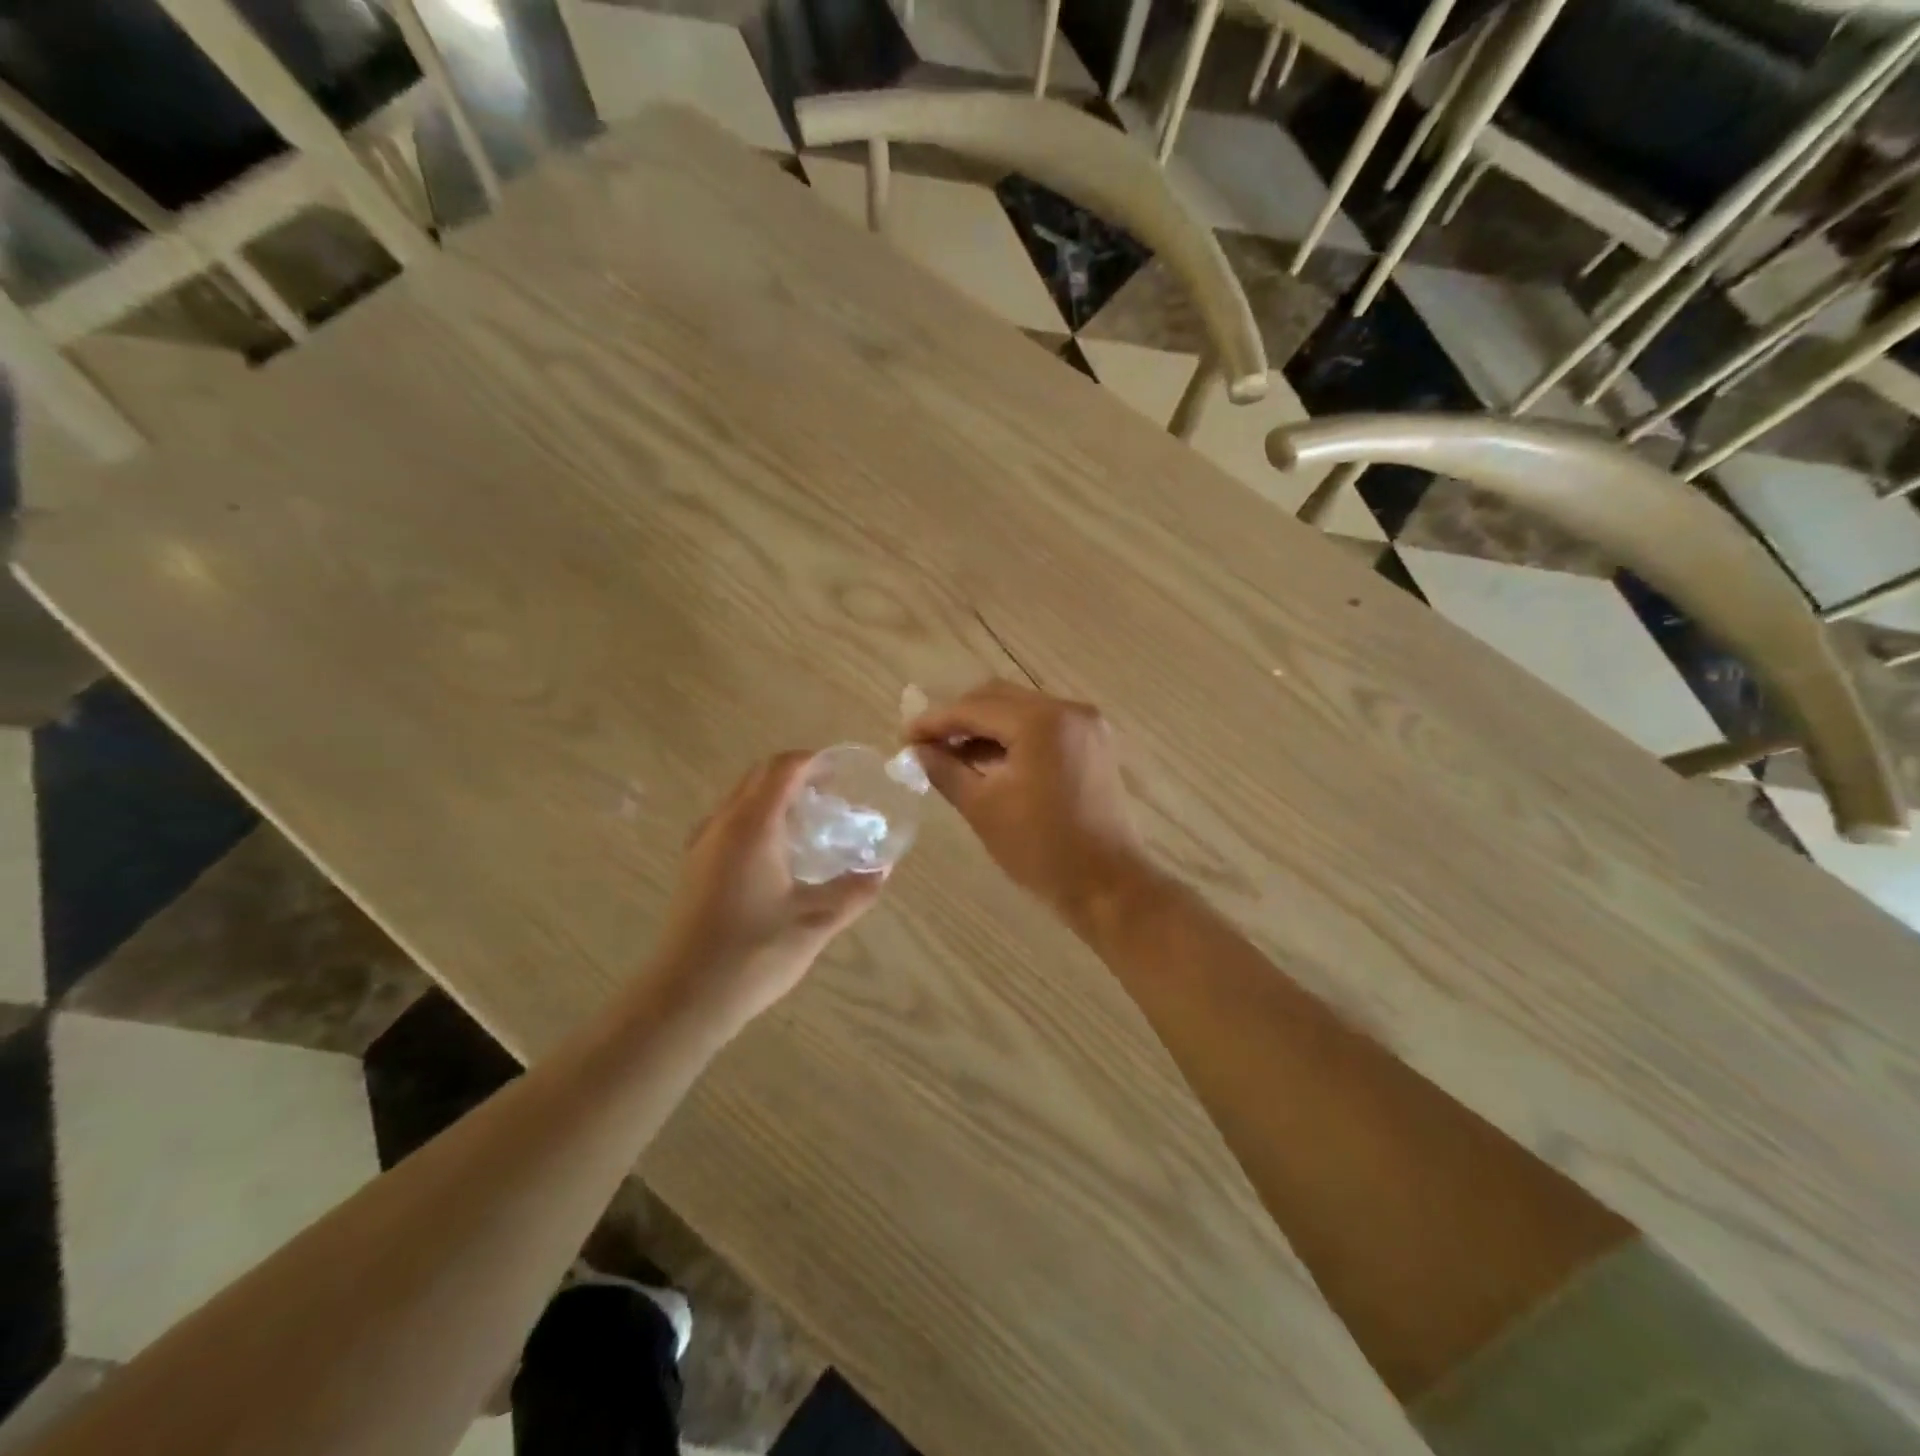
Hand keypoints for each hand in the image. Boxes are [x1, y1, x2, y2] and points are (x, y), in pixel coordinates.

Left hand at [655, 752, 887, 1029]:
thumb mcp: (815, 923)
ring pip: (740, 798)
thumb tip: (883, 868)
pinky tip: (777, 854)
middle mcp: (723, 824)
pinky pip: (728, 822)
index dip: (814, 761)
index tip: (843, 770)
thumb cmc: (752, 954)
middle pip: (759, 776)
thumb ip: (854, 891)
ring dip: (774, 796)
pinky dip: (757, 818)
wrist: (684, 997)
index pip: (783, 769)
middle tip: (832, 793)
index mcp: (752, 826)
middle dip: (796, 774)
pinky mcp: (694, 867)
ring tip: (809, 821)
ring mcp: (702, 845)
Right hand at [906, 681, 1147, 923]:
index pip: (974, 708)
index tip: (904, 736)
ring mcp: (1085, 725)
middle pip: (998, 698)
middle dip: (959, 718)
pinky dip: (1012, 738)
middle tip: (925, 744)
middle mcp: (1067, 710)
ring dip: (984, 727)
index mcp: (1041, 722)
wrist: (1107, 884)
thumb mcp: (983, 808)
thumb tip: (918, 750)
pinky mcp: (1092, 743)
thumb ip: (945, 770)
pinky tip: (988, 760)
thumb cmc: (1041, 849)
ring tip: (951, 755)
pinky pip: (1042, 726)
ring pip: (1020, 710)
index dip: (935, 721)